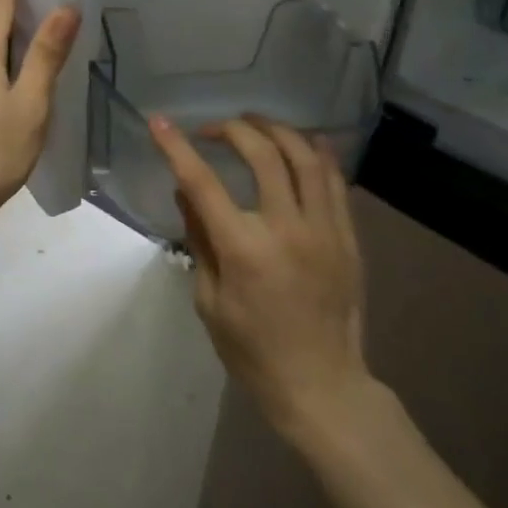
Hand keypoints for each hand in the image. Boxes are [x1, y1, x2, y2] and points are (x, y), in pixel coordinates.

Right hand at [149, 114, 374, 442]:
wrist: (321, 386)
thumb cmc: (253, 351)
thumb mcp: (209, 301)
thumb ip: (199, 239)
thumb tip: (185, 193)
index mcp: (244, 249)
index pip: (202, 183)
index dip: (176, 147)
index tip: (159, 121)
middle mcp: (286, 229)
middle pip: (262, 154)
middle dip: (232, 130)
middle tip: (213, 129)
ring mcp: (324, 230)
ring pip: (305, 157)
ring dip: (276, 131)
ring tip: (254, 124)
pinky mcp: (347, 237)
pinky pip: (336, 181)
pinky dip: (318, 153)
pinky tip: (303, 140)